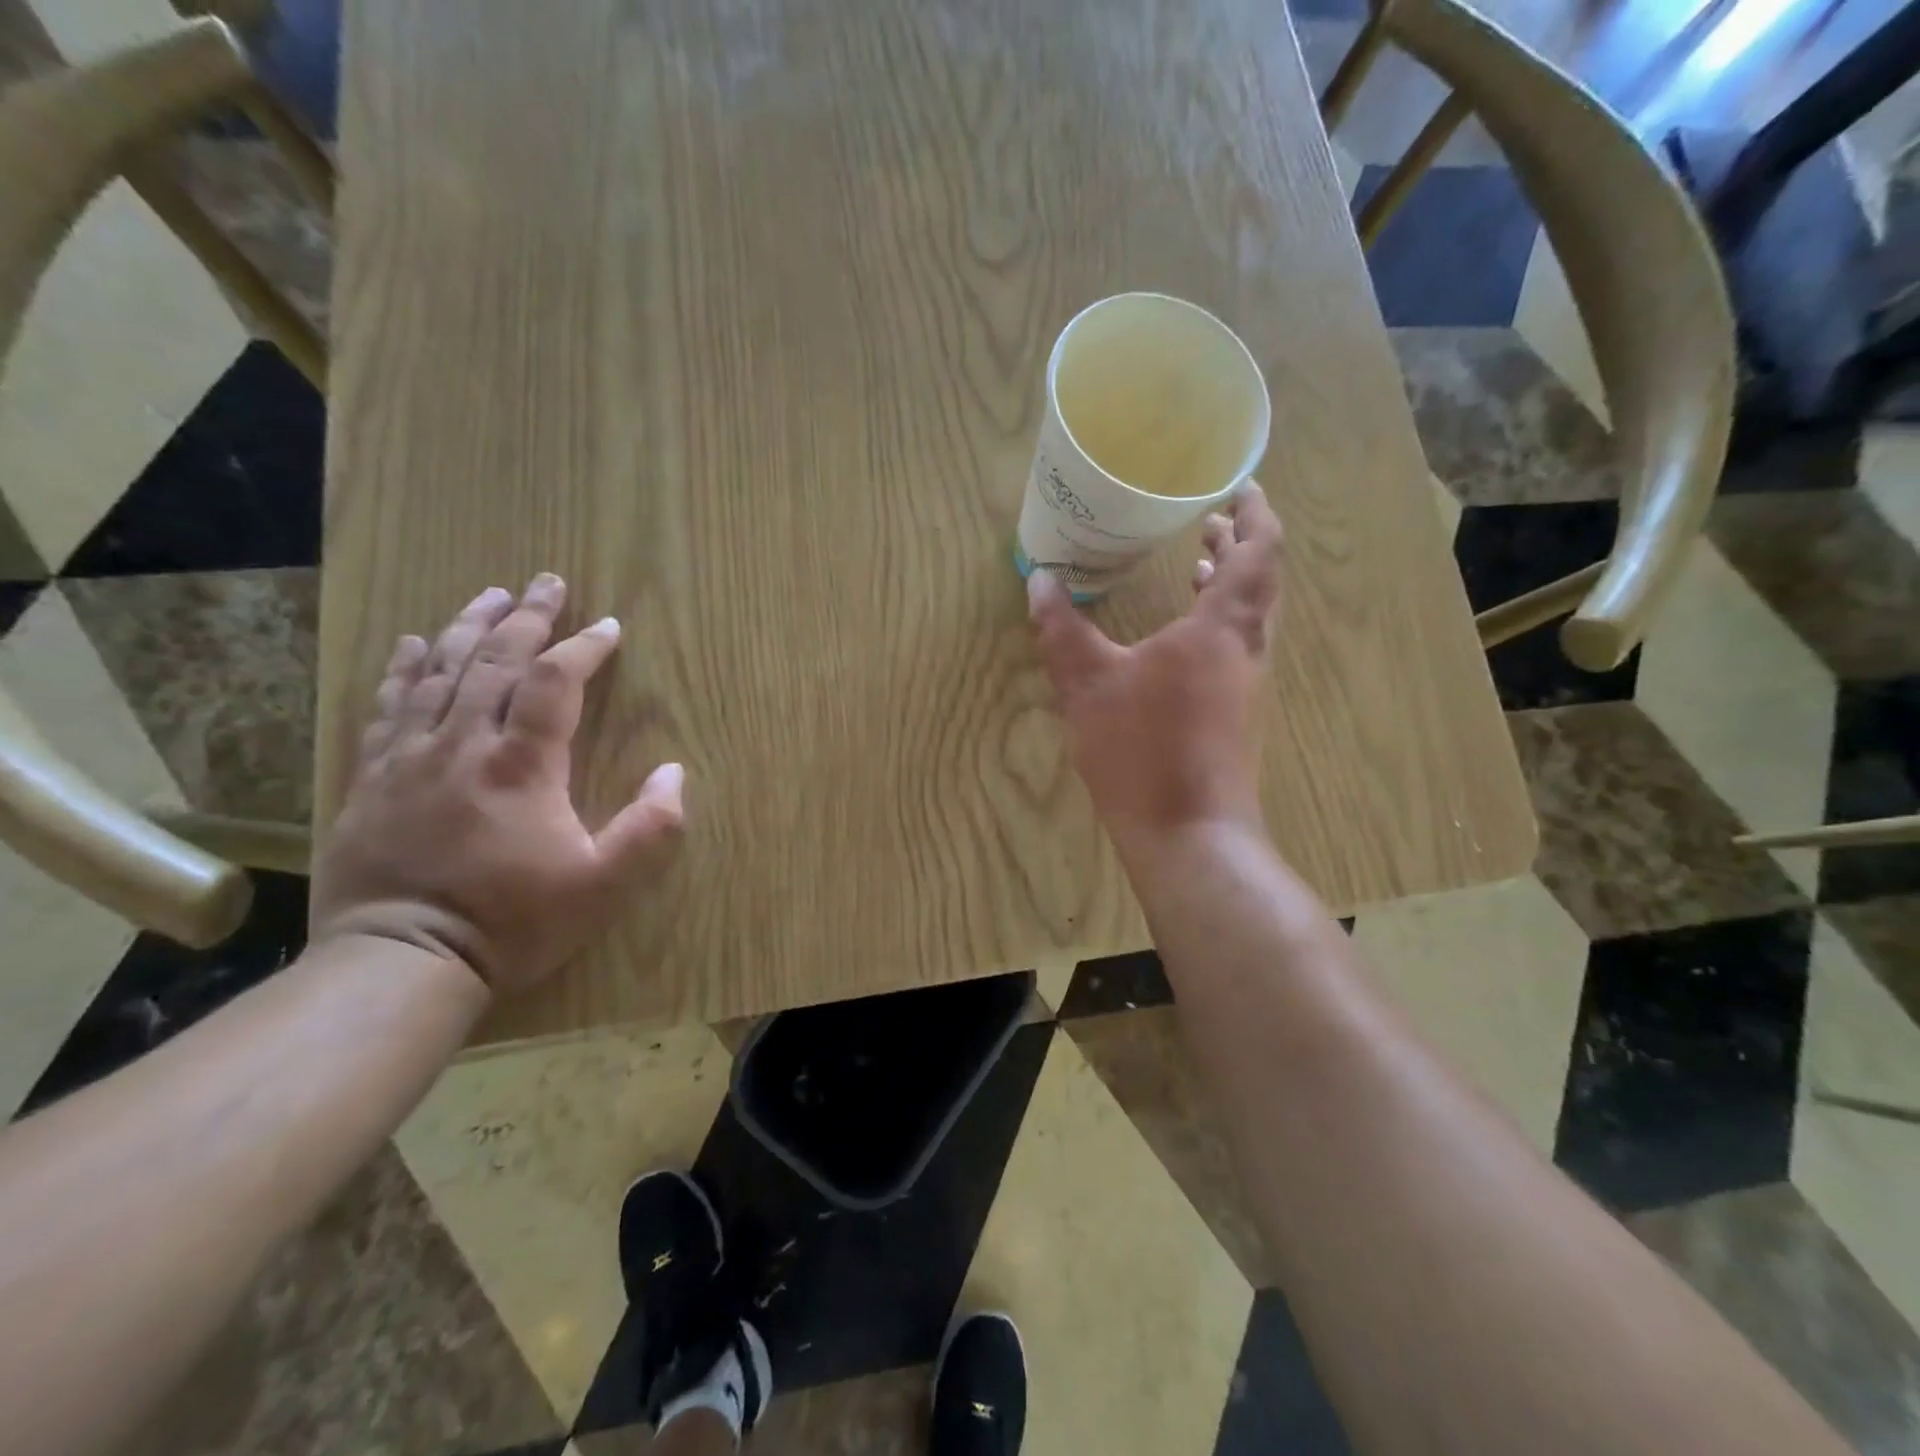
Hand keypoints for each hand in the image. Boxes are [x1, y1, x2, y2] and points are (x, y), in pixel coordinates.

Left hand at [310, 574, 684, 992]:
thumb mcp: (604, 886)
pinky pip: (388, 706)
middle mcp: (463, 745)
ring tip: (489, 596)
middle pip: (494, 662)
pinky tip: (411, 644)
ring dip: (467, 627)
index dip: (584, 647)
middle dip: (526, 618)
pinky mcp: (373, 779)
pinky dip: (403, 668)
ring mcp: (410, 758)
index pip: (555, 682)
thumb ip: (651, 829)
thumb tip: (674, 773)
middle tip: (546, 583)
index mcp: (521, 765)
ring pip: (437, 672)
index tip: (608, 627)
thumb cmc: (513, 922)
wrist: (400, 964)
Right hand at [1029, 485, 1281, 852]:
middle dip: (1240, 545)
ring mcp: (1247, 687)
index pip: (1259, 552)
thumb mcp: (1089, 685)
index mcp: (1222, 629)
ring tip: (1201, 564)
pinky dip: (1219, 624)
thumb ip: (1063, 630)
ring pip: (1250, 619)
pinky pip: (1237, 650)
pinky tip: (1183, 639)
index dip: (1255, 514)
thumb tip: (1039, 581)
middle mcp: (1247, 650)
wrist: (1191, 835)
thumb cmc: (1142, 751)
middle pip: (1260, 582)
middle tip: (1211, 521)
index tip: (1241, 488)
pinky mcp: (1238, 718)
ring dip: (1231, 586)